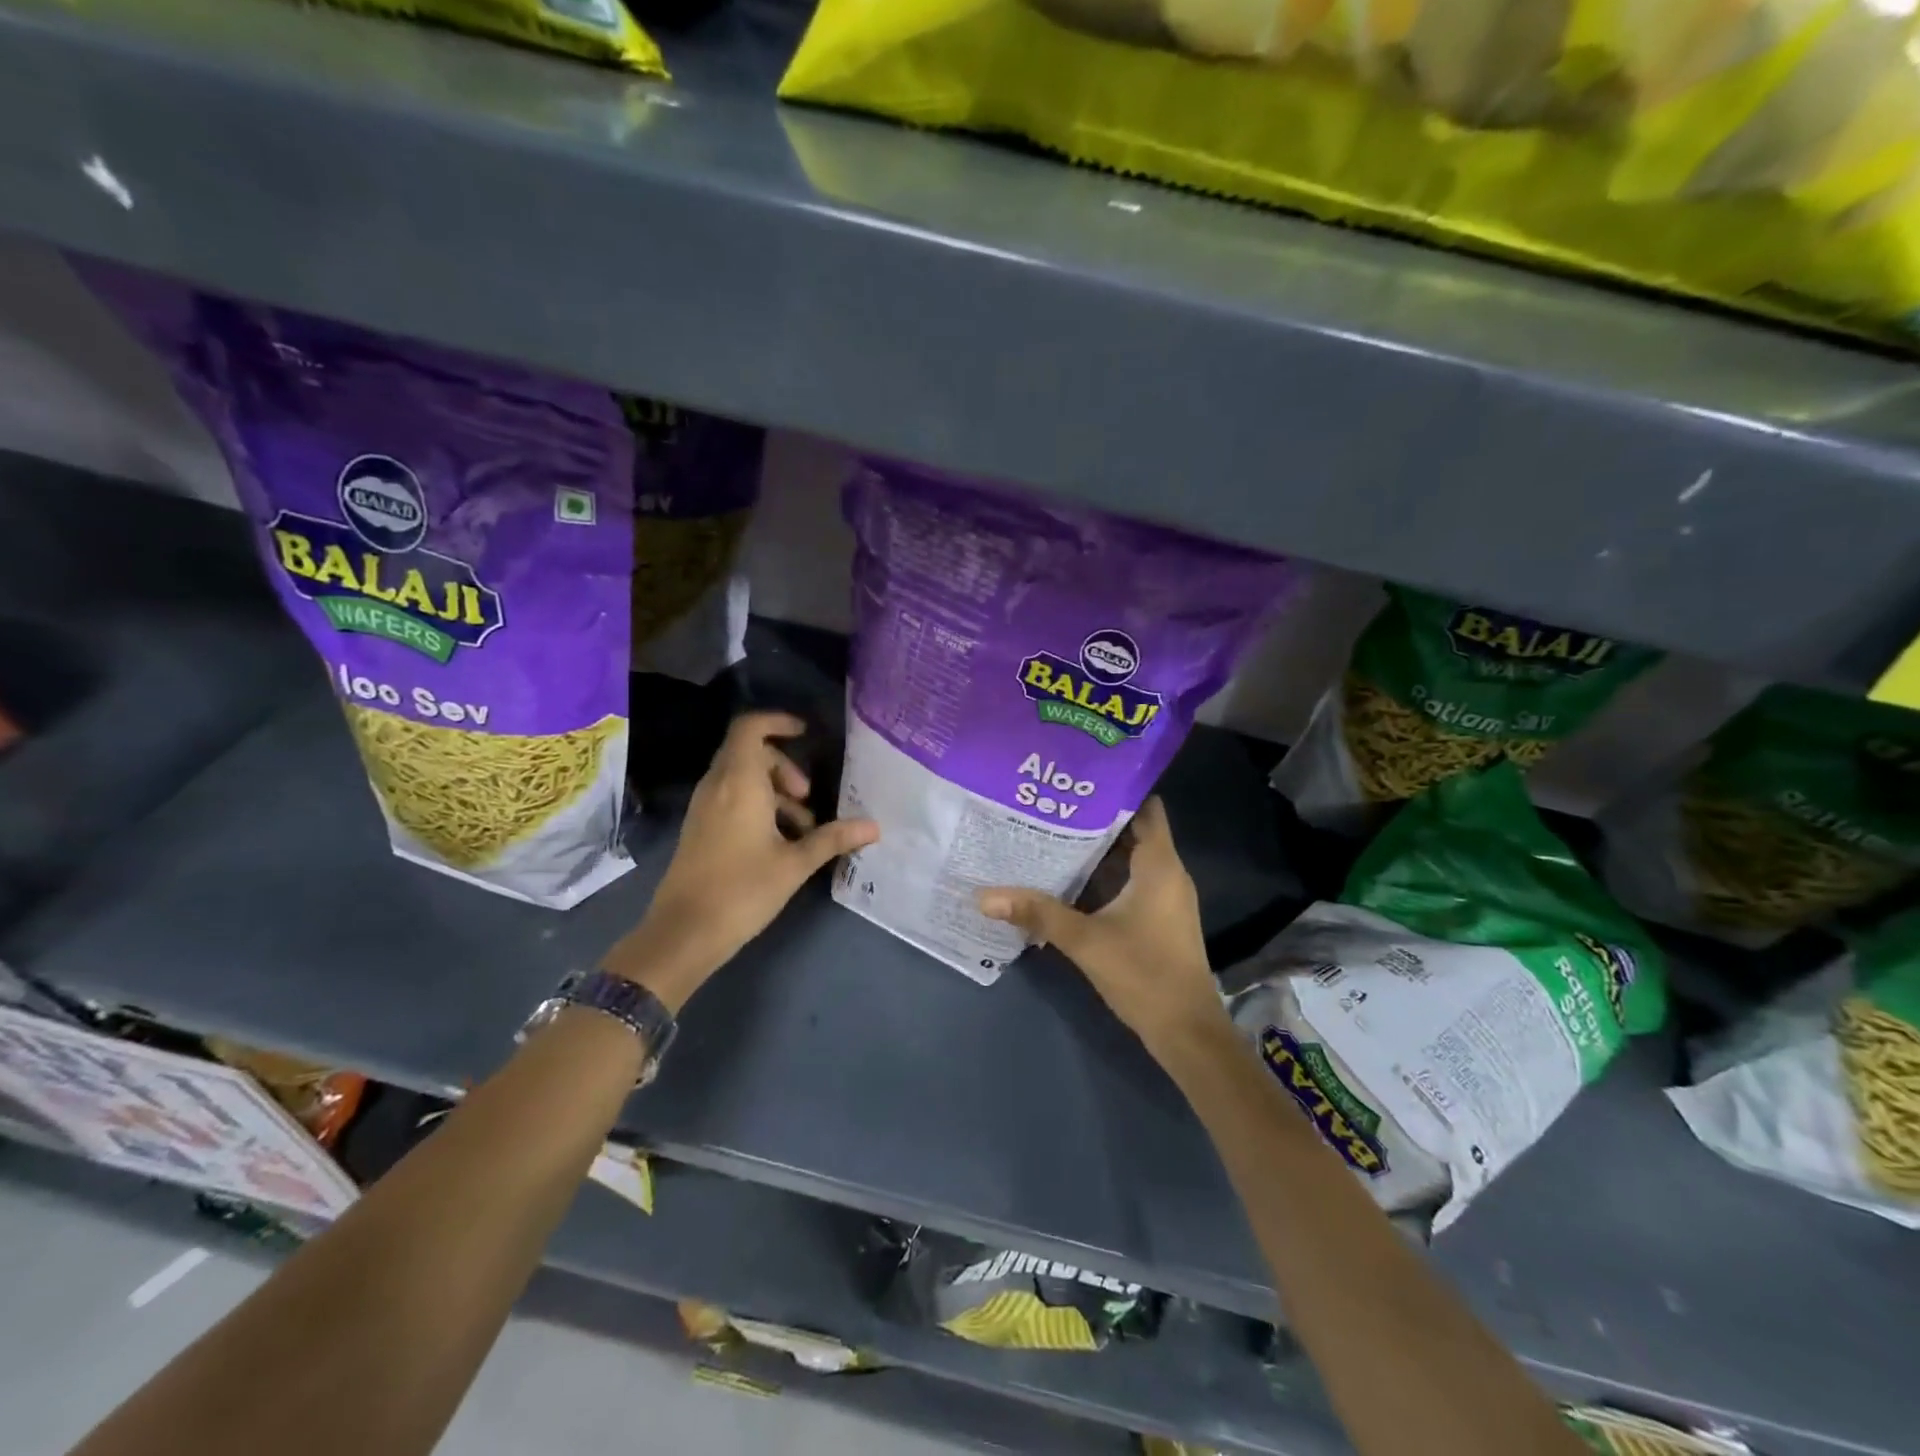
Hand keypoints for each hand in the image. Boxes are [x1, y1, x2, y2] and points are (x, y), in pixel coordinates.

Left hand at [608, 712, 878, 1010]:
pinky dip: (757, 806)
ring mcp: (704, 807)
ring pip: (741, 778)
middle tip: (808, 797)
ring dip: (774, 791)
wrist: (683, 933)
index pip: (750, 728)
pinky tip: (779, 843)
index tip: (805, 733)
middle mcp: (717, 786)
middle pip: (749, 753)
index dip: (777, 722)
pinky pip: (731, 798)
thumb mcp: (795, 864)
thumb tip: (874, 826)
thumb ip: (833, 839)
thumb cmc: (742, 890)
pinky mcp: (699, 828)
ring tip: (803, 829)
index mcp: (738, 783)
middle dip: (784, 767)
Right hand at [976, 797, 1229, 1060]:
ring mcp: (1165, 898)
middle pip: (1133, 832)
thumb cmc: (1144, 974)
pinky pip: (1131, 882)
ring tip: (1052, 834)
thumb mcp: (1085, 940)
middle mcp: (1168, 874)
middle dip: (1094, 819)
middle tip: (1050, 807)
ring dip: (1097, 850)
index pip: (1145, 808)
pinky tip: (1069, 880)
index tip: (1078, 781)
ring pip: (1130, 860)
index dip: (1116, 791)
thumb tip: (983, 895)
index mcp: (1160, 865)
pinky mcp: (1159, 919)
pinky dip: (1104, 877)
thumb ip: (1037, 913)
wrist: (1187, 1032)